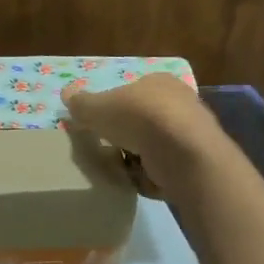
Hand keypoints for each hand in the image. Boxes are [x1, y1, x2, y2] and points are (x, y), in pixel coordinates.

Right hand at [63, 74, 223, 198]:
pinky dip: (153, 176)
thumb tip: (66, 93)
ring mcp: (192, 132)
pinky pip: (167, 168)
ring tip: (122, 170)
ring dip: (139, 159)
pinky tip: (142, 181)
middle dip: (127, 137)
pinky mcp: (197, 160)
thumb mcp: (98, 108)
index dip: (114, 110)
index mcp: (159, 81)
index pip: (132, 93)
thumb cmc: (139, 118)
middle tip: (109, 151)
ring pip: (156, 146)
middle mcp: (181, 102)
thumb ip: (82, 104)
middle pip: (144, 121)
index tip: (100, 128)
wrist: (183, 152)